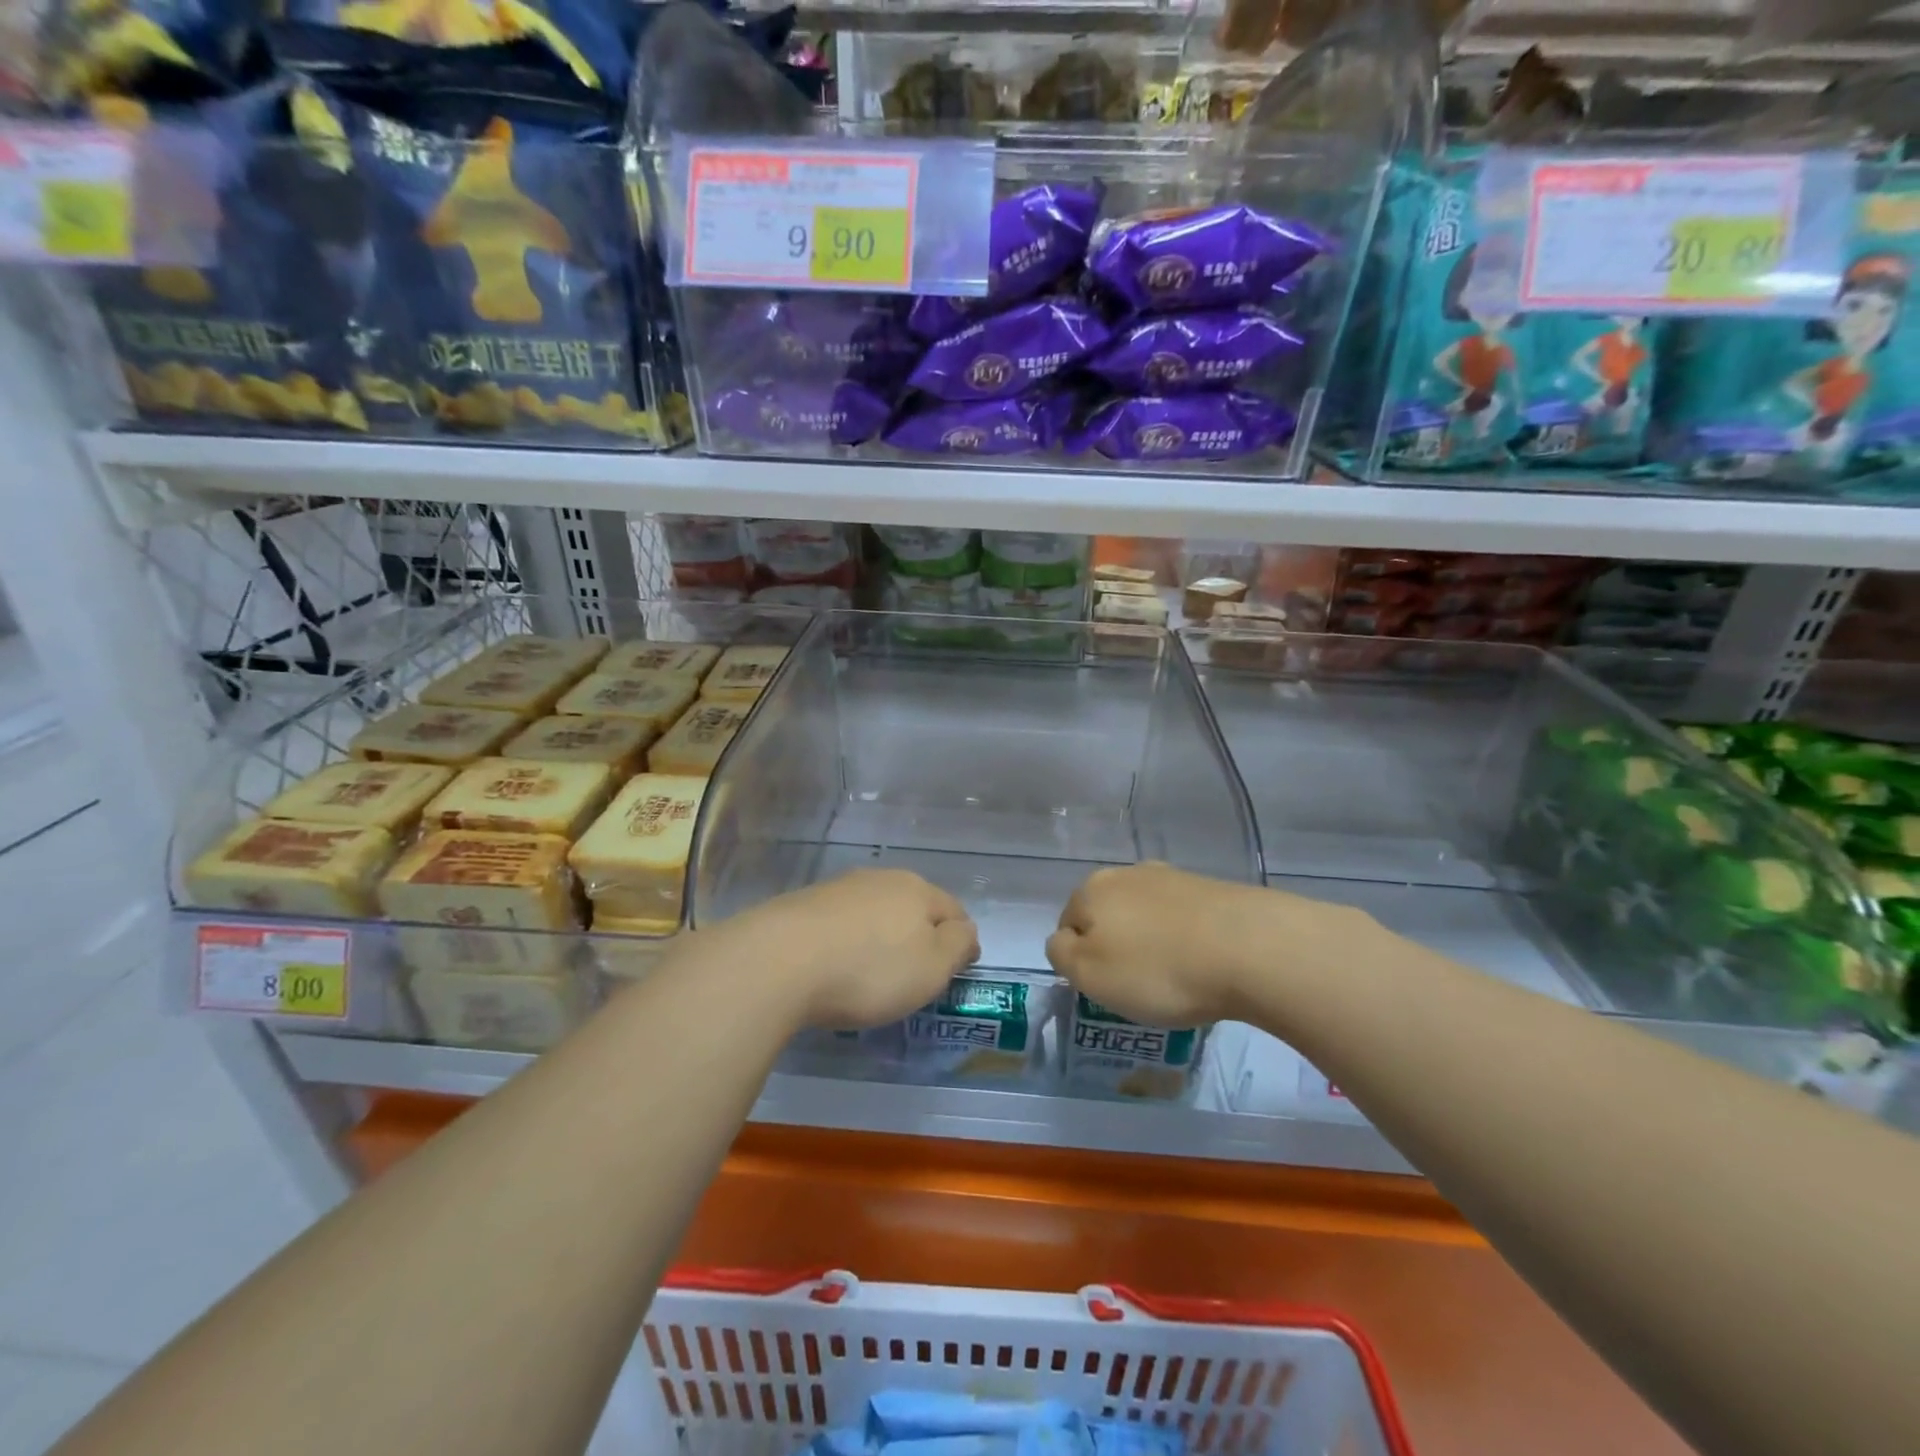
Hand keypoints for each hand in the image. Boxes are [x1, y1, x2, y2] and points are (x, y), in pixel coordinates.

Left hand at [715, 868, 978, 1029]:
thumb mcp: (932, 968)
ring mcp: (840, 888)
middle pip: (913, 906)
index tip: (955, 970)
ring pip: (874, 912)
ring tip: (871, 972)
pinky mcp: (804, 904)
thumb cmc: (869, 969)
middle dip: (918, 935)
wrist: (780, 960)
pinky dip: (846, 942)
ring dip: (879, 936)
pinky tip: (834, 965)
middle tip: (913, 974)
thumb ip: (958, 945)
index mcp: (918, 890)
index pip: (954, 910)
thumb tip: (965, 931)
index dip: (960, 940)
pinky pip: (840, 923)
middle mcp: (881, 879)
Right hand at [1046, 863, 1316, 1026]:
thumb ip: (1061, 954)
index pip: (1067, 926)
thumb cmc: (1158, 969)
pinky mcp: (1211, 888)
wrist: (1250, 948)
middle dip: (1117, 948)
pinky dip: (1185, 941)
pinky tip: (1203, 964)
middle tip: (1139, 987)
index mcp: (1091, 890)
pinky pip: (1182, 920)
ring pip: (1146, 917)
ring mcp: (1172, 877)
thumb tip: (1063, 939)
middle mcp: (1127, 874)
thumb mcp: (1089, 974)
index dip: (1082, 962)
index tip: (1108, 989)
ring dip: (1152, 944)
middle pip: (1108, 917)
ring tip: (1176, 979)